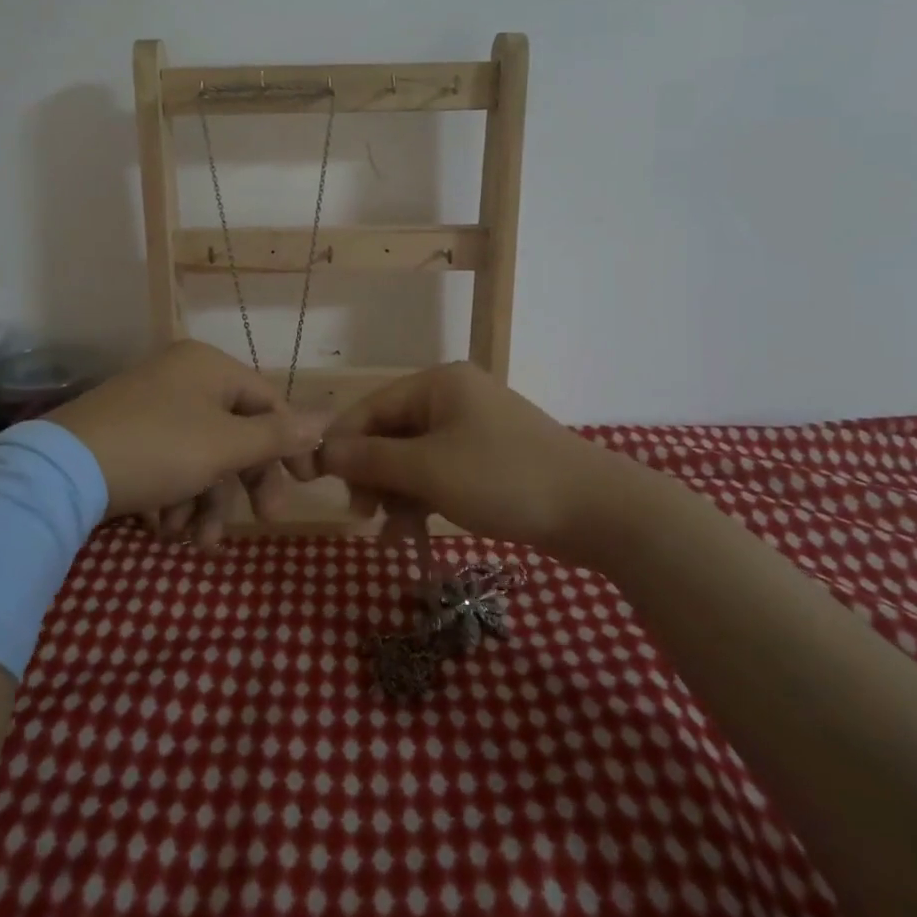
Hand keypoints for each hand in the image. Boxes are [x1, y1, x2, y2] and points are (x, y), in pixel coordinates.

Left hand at [45, 340, 327, 540]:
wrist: (60, 471)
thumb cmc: (158, 448)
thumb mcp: (225, 446)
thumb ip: (278, 436)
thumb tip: (328, 419)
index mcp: (209, 366)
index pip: (269, 401)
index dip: (291, 444)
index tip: (304, 485)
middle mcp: (182, 377)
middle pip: (235, 432)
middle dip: (245, 483)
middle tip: (262, 521)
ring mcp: (152, 405)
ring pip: (201, 455)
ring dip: (206, 500)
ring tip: (195, 541)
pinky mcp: (127, 434)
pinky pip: (169, 462)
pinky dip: (174, 495)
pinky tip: (164, 527)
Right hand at [303, 362, 622, 552]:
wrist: (596, 510)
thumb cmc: (503, 478)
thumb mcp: (428, 469)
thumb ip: (371, 459)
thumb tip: (324, 452)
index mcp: (439, 384)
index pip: (371, 407)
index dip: (343, 444)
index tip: (319, 483)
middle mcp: (454, 398)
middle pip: (392, 432)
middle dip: (372, 474)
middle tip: (360, 513)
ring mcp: (475, 429)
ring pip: (415, 458)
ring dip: (396, 493)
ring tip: (387, 533)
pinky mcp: (490, 460)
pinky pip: (441, 473)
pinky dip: (423, 499)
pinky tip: (410, 532)